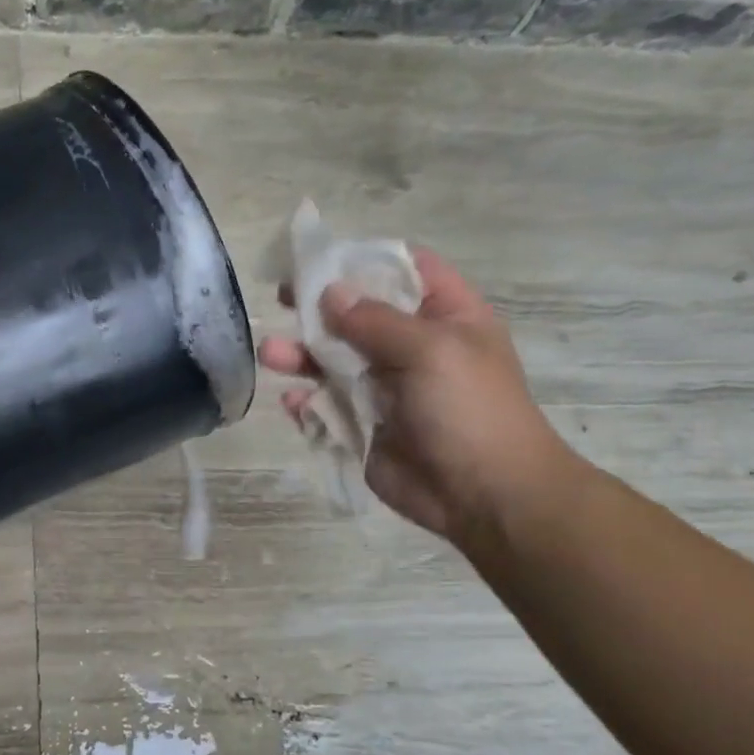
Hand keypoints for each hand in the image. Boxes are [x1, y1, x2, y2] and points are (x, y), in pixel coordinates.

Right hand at [259, 249, 581, 548]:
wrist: (483, 495)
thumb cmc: (469, 410)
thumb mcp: (430, 351)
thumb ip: (375, 320)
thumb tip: (330, 291)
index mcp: (444, 317)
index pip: (404, 270)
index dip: (363, 260)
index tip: (318, 259)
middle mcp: (412, 348)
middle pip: (357, 315)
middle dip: (318, 309)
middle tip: (279, 299)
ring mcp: (385, 389)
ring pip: (333, 362)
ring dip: (301, 356)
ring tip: (270, 355)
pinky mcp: (363, 426)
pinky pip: (327, 406)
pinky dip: (307, 403)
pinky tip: (295, 403)